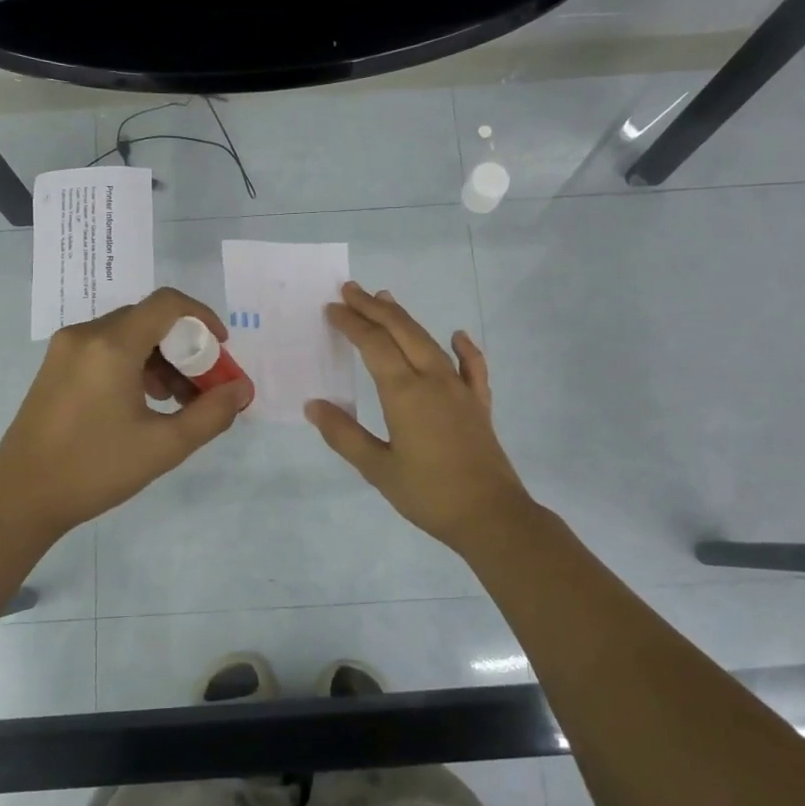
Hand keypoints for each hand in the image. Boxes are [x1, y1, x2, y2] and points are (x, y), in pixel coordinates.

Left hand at [0, 288, 252, 539]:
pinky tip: (142, 403)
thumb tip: (241, 389)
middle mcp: (85, 335)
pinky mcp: (55, 367)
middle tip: (202, 386)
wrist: (20, 497)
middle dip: (184, 347)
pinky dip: (133, 364)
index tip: (221, 349)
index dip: (202, 318)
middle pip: (148, 320)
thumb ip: (211, 413)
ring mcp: (65, 349)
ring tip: (174, 402)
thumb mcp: (164, 446)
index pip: (167, 304)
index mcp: (111, 345)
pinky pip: (105, 348)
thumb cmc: (95, 469)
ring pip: (127, 334)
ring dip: (159, 358)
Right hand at [306, 282, 532, 551]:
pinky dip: (463, 348)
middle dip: (374, 308)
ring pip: (430, 342)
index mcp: (405, 393)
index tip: (332, 309)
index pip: (373, 345)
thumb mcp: (377, 469)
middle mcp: (433, 380)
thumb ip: (344, 435)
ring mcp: (460, 389)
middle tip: (351, 290)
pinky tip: (458, 336)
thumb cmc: (428, 494)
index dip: (352, 324)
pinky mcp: (478, 404)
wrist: (490, 515)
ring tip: (386, 300)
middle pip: (402, 332)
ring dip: (406, 319)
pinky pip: (472, 367)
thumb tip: (314, 405)